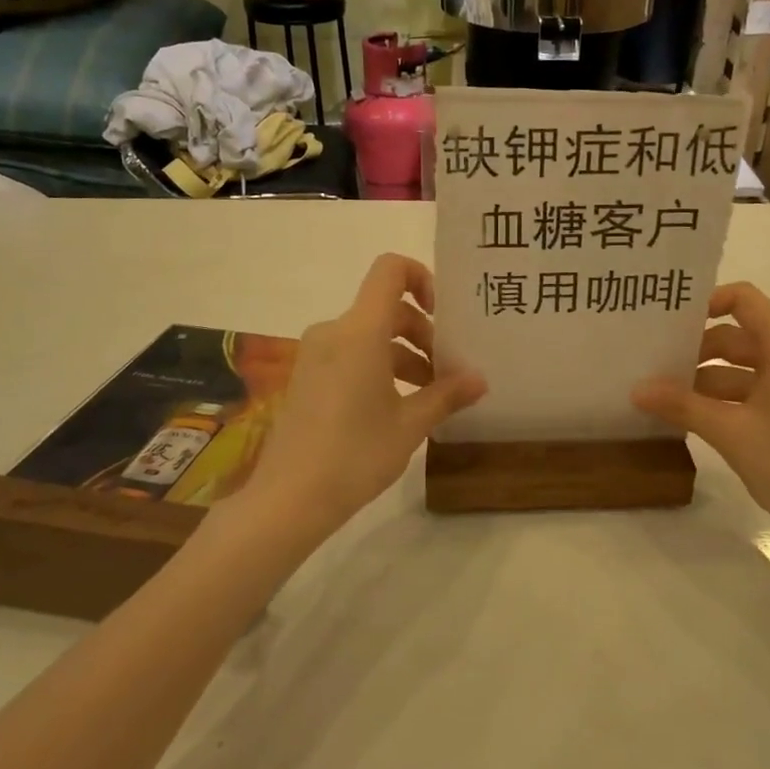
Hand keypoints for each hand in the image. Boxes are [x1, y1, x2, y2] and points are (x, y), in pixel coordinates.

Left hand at [246, 254, 484, 540]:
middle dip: (422, 333)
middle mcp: (334, 332)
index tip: (442, 315)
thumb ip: (447, 395)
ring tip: (429, 396)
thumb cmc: (356, 454)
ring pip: (369, 335)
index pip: (390, 270)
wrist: (289, 498)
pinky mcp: (307, 377)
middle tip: (446, 372)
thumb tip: (480, 380)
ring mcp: (316, 354)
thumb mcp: (410, 425)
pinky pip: (350, 354)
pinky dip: (378, 367)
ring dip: (403, 354)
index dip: (421, 278)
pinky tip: (397, 407)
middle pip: (386, 308)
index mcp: (360, 331)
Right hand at [631, 282, 769, 535]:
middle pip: (737, 335)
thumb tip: (636, 389)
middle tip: (653, 363)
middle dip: (695, 348)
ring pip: (740, 368)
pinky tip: (687, 417)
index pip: (745, 300)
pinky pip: (749, 392)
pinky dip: (720, 400)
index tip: (671, 324)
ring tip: (660, 394)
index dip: (707, 302)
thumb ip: (682, 405)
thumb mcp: (731, 432)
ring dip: (703, 379)